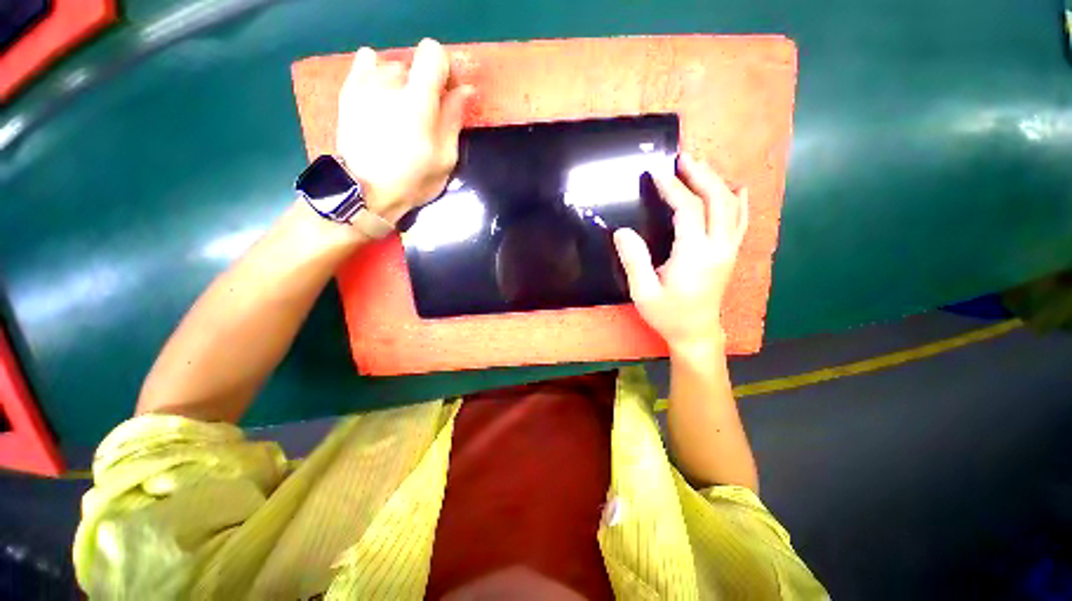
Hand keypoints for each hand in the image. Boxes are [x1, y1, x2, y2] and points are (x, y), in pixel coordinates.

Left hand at [336, 39, 473, 224]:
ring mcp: (365, 82)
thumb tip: (465, 89)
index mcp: (417, 101)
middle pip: (414, 62)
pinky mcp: (349, 88)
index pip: (433, 52)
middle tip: (423, 114)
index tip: (446, 93)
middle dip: (423, 83)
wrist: (365, 189)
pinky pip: (366, 62)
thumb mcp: (445, 158)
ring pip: (392, 65)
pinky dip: (378, 74)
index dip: (444, 69)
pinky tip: (380, 97)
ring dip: (401, 83)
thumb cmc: (412, 179)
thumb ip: (454, 119)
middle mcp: (389, 82)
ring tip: (398, 111)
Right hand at [613, 154, 748, 354]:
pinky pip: (741, 221)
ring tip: (699, 166)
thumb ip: (634, 261)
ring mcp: (729, 250)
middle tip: (682, 158)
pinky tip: (736, 188)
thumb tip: (622, 232)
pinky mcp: (730, 253)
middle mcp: (718, 247)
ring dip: (716, 182)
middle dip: (699, 175)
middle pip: (716, 200)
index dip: (672, 188)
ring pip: (730, 206)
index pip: (687, 210)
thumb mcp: (643, 292)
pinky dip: (739, 201)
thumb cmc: (667, 314)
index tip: (656, 172)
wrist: (696, 332)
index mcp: (694, 255)